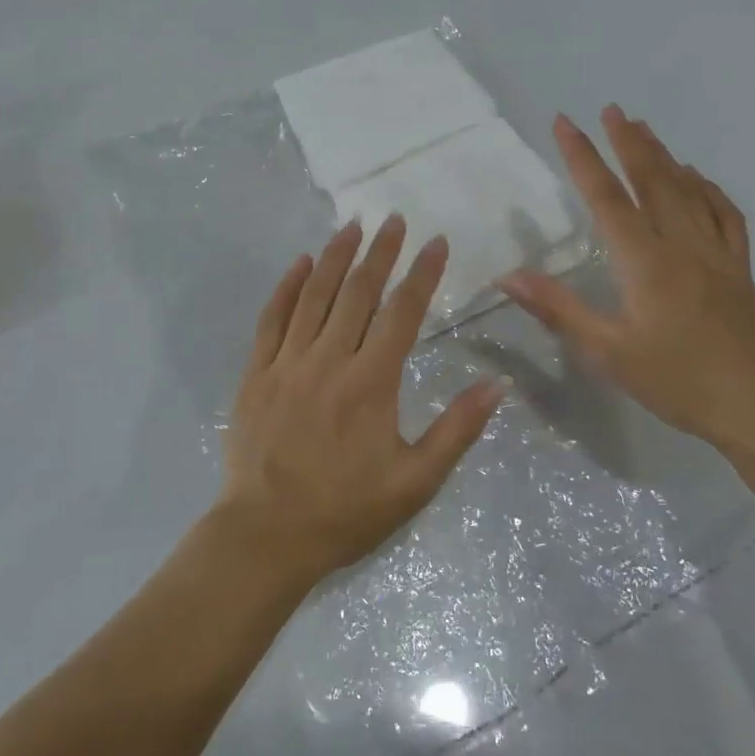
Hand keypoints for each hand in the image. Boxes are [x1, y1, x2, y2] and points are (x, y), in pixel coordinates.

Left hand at [218, 217, 506, 583]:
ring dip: (336, 257)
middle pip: (358, 292)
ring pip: (315, 295)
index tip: (437, 242)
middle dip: (381, 252)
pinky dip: (287, 286)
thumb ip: (457, 429)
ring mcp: (287, 362)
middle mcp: (329, 360)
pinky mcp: (257, 372)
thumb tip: (498, 385)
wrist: (266, 535)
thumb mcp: (415, 482)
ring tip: (352, 226)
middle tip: (394, 220)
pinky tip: (301, 263)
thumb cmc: (346, 511)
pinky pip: (272, 318)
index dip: (422, 274)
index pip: (403, 313)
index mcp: (371, 383)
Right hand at [498, 106, 754, 463]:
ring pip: (688, 190)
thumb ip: (557, 309)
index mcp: (644, 262)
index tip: (565, 123)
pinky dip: (708, 188)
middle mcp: (681, 245)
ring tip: (644, 128)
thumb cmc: (675, 381)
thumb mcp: (606, 352)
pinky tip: (697, 177)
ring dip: (663, 156)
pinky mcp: (739, 267)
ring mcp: (716, 253)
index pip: (606, 198)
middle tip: (611, 109)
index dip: (582, 157)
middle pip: (652, 181)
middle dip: (628, 142)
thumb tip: (507, 277)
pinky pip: (725, 214)